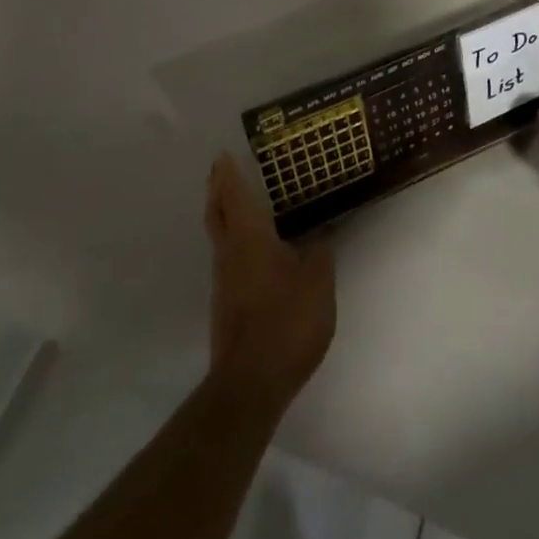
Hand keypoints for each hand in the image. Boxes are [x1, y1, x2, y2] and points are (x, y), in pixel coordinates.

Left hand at [204, 152, 335, 406]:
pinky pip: (227, 259)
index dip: (228, 174)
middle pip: (216, 213)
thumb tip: (322, 230)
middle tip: (219, 171)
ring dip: (222, 216)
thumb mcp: (318, 281)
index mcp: (249, 238)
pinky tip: (250, 250)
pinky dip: (233, 242)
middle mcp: (229, 253)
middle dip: (216, 190)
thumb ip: (321, 250)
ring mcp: (223, 282)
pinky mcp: (225, 306)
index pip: (234, 195)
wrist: (251, 383)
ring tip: (235, 204)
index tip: (222, 155)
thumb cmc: (286, 321)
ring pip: (219, 237)